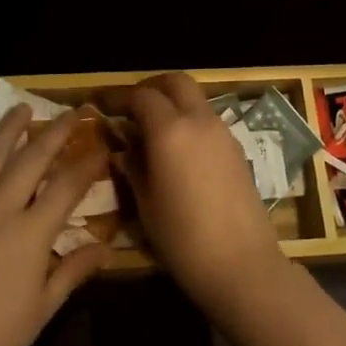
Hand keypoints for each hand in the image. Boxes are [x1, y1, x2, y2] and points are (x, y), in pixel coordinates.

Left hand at [0, 107, 108, 345]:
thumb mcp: (40, 312)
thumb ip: (72, 272)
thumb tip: (104, 246)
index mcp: (30, 233)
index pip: (67, 186)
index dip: (88, 163)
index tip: (101, 145)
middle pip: (32, 159)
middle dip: (55, 132)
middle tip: (70, 111)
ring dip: (8, 130)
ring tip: (21, 108)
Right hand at [112, 74, 288, 313]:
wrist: (242, 263)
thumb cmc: (183, 238)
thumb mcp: (146, 204)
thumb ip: (133, 167)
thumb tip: (123, 149)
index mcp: (170, 130)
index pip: (142, 95)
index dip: (120, 97)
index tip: (103, 104)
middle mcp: (199, 120)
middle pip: (176, 82)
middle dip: (152, 87)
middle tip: (132, 106)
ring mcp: (223, 132)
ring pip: (195, 98)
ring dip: (173, 102)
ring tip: (153, 129)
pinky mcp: (237, 148)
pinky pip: (208, 119)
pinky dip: (190, 120)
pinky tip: (179, 148)